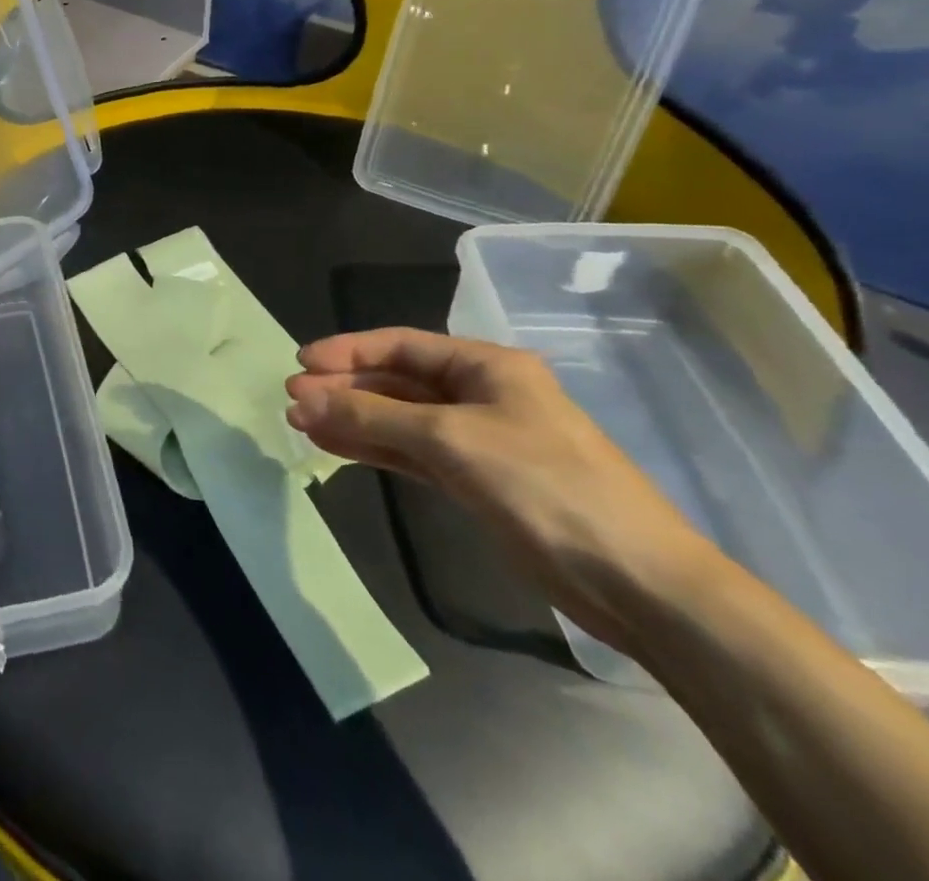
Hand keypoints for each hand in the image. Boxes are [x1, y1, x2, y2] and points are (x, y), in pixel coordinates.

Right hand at [286, 327, 718, 648]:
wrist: (638, 585)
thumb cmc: (546, 488)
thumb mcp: (450, 440)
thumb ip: (371, 415)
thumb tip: (301, 396)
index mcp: (487, 367)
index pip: (401, 345)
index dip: (347, 349)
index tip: (300, 363)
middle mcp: (482, 394)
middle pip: (396, 381)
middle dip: (344, 388)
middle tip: (292, 400)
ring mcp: (479, 439)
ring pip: (400, 419)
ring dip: (352, 419)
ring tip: (300, 423)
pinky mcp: (478, 480)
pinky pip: (412, 452)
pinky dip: (374, 447)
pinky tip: (336, 446)